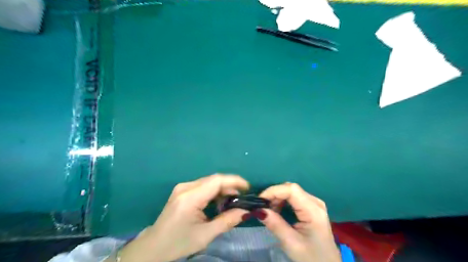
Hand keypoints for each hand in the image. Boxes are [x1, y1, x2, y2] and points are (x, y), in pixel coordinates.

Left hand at [118, 174, 247, 261]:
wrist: (154, 246)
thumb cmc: (178, 242)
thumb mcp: (205, 235)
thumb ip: (227, 221)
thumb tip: (246, 211)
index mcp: (190, 198)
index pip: (216, 181)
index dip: (234, 181)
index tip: (248, 187)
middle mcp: (186, 187)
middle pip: (214, 180)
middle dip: (230, 187)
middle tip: (241, 199)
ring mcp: (183, 187)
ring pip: (209, 182)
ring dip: (222, 189)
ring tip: (231, 202)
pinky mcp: (183, 190)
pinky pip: (203, 186)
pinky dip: (214, 192)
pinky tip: (218, 202)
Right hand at [258, 182, 342, 261]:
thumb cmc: (311, 257)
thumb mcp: (291, 243)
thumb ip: (275, 224)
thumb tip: (258, 210)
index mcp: (313, 211)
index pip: (291, 190)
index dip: (274, 191)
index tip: (260, 200)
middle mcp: (315, 202)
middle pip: (291, 188)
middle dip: (274, 194)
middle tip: (263, 207)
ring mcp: (314, 203)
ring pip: (291, 191)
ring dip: (277, 197)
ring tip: (269, 210)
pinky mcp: (311, 206)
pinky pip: (294, 197)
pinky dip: (283, 201)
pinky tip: (277, 210)